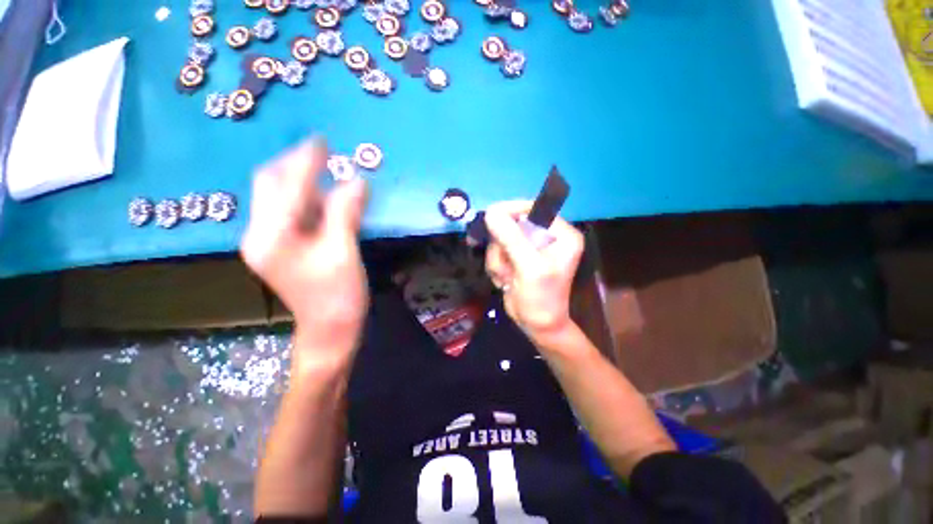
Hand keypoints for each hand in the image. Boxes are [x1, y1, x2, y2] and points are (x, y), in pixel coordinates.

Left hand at [240, 138, 368, 367]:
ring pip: (279, 197)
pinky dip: (307, 197)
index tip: (321, 140)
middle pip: (270, 186)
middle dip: (294, 164)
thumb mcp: (344, 252)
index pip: (286, 187)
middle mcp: (259, 234)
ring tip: (325, 168)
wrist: (330, 328)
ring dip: (301, 179)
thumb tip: (356, 180)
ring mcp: (267, 241)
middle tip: (322, 151)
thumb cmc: (338, 294)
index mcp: (271, 237)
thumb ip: (346, 213)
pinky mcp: (280, 246)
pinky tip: (324, 194)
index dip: (305, 161)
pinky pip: (289, 211)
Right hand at [484, 200, 584, 347]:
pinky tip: (506, 280)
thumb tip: (491, 211)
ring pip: (501, 239)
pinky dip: (497, 266)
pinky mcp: (517, 256)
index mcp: (561, 234)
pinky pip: (497, 251)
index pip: (534, 208)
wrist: (536, 325)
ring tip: (507, 277)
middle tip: (505, 264)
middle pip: (513, 223)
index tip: (491, 216)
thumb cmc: (541, 299)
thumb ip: (511, 238)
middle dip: (503, 246)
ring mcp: (530, 246)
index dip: (512, 210)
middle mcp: (546, 236)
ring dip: (499, 259)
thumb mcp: (529, 267)